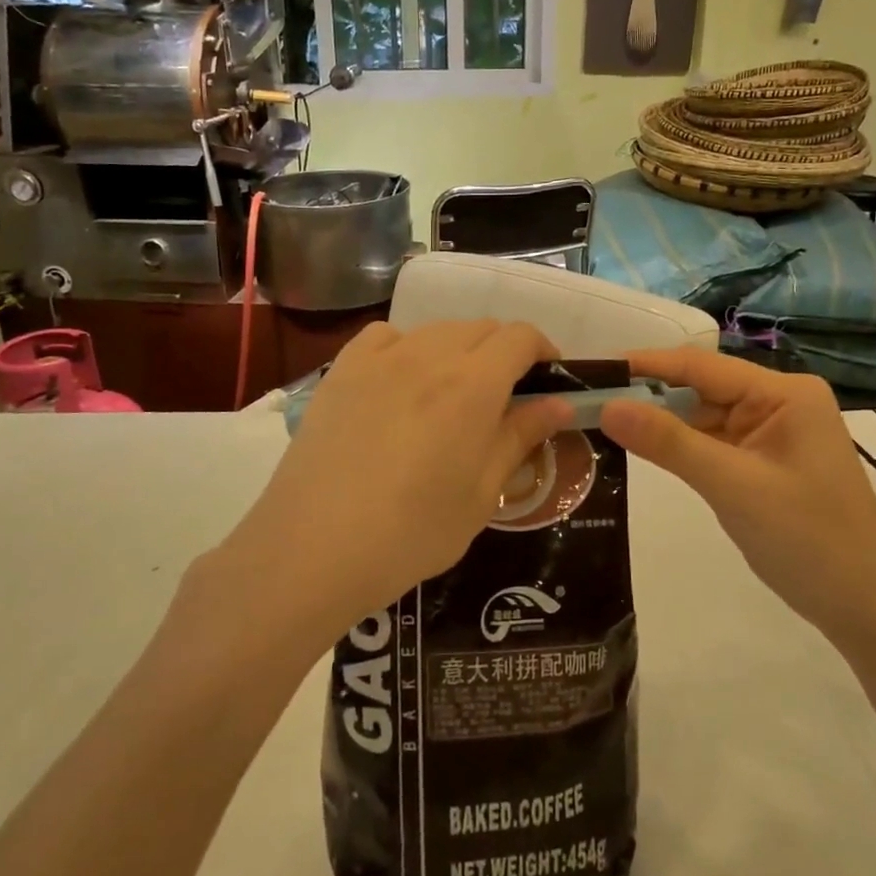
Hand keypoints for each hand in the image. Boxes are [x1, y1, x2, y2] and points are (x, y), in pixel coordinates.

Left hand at [228, 321, 573, 634]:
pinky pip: (386, 336)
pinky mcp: (342, 369)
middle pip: (481, 328)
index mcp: (474, 384)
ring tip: (452, 393)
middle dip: (504, 351)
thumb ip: (521, 437)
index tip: (547, 379)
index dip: (543, 350)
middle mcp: (430, 355)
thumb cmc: (413, 531)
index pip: (521, 337)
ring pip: (436, 330)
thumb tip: (561, 403)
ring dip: (459, 349)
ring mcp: (381, 358)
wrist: (313, 548)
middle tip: (504, 396)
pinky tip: (401, 379)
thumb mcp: (482, 493)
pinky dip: (407, 347)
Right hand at [600, 349, 875, 628]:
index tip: (596, 369)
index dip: (647, 366)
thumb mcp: (732, 487)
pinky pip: (714, 442)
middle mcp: (780, 401)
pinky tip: (644, 448)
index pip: (702, 366)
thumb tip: (607, 405)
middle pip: (702, 389)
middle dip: (650, 397)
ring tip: (604, 422)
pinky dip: (682, 447)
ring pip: (704, 416)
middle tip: (589, 402)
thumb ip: (669, 443)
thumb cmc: (807, 540)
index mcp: (784, 393)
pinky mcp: (764, 459)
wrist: (863, 607)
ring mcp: (773, 431)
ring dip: (663, 424)